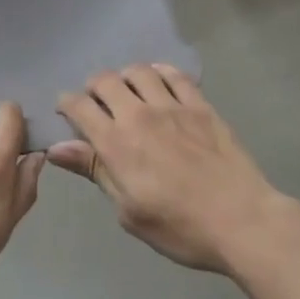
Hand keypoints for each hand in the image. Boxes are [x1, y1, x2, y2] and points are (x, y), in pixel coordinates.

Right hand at [50, 64, 284, 274]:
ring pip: (137, 71)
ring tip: (128, 92)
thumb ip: (95, 171)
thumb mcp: (129, 211)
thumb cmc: (180, 228)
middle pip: (104, 80)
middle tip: (97, 103)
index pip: (79, 106)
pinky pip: (174, 74)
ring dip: (125, 77)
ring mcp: (171, 105)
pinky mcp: (199, 104)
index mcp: (116, 143)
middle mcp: (138, 115)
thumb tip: (57, 148)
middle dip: (93, 87)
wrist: (242, 222)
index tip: (66, 111)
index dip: (67, 104)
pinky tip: (158, 83)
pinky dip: (159, 73)